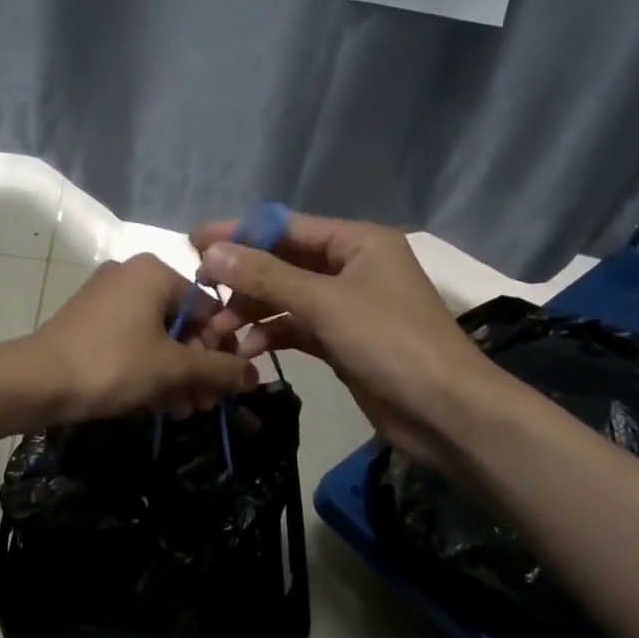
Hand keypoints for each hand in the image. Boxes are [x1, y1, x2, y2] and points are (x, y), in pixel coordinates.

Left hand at [28, 253, 256, 423]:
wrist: (36, 382)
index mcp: (154, 272)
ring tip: (182, 412)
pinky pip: (131, 342)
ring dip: (175, 376)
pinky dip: (148, 370)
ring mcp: (106, 298)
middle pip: (182, 325)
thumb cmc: (113, 365)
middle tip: (204, 406)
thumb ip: (220, 370)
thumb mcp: (173, 369)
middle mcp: (131, 275)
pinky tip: (157, 405)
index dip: (221, 351)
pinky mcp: (88, 321)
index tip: (224, 387)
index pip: (208, 309)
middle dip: (196, 370)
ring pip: (156, 338)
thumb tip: (255, 377)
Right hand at [190, 213, 497, 464]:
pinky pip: (296, 328)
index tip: (194, 243)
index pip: (287, 227)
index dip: (239, 233)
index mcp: (357, 242)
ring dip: (252, 312)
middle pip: (283, 263)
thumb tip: (213, 251)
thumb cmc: (390, 342)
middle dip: (242, 280)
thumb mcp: (324, 303)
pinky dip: (271, 335)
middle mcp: (351, 267)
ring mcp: (347, 306)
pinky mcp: (342, 341)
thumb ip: (266, 276)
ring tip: (218, 333)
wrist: (444, 410)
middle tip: (200, 296)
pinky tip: (246, 351)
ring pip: (286, 298)